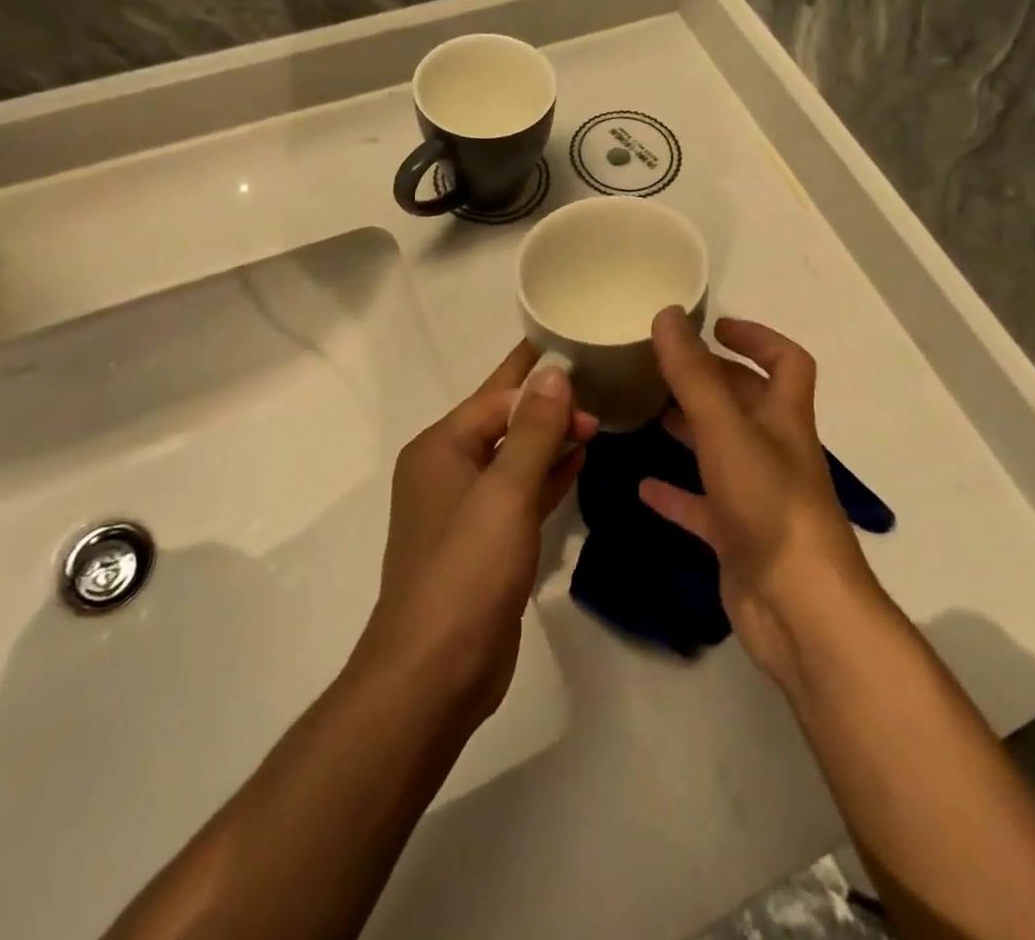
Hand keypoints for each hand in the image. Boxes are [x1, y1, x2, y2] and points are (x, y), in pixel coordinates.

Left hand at [354, 343, 594, 721]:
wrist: (435, 673)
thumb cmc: (467, 570)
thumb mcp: (505, 492)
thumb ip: (532, 429)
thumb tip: (554, 372)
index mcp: (440, 448)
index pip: (495, 396)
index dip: (539, 380)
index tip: (583, 361)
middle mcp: (447, 470)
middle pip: (503, 422)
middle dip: (547, 407)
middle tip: (599, 392)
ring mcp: (465, 509)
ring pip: (514, 458)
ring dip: (550, 439)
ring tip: (596, 420)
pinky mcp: (484, 543)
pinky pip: (519, 493)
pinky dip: (546, 476)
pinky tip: (578, 462)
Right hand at [641, 309, 880, 691]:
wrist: (800, 611)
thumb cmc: (770, 506)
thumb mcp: (726, 431)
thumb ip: (693, 375)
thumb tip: (668, 315)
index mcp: (784, 419)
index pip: (786, 361)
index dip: (757, 337)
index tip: (716, 326)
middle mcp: (774, 452)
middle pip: (747, 403)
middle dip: (712, 380)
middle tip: (664, 366)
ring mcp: (756, 497)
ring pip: (722, 451)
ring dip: (692, 430)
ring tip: (650, 412)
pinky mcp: (738, 538)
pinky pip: (702, 506)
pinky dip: (675, 493)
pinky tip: (642, 486)